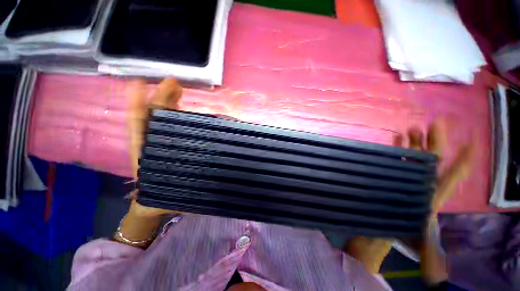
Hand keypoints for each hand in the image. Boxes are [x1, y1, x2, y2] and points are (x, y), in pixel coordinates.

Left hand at [127, 78, 182, 217]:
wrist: (156, 204)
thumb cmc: (156, 200)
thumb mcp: (155, 196)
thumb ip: (157, 192)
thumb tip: (165, 184)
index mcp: (143, 152)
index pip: (139, 124)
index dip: (138, 104)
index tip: (140, 84)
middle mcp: (153, 143)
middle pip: (155, 116)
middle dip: (161, 98)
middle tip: (173, 83)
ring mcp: (164, 143)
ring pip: (166, 120)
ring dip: (171, 104)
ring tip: (180, 90)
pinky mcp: (174, 145)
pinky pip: (177, 128)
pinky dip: (180, 116)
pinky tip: (187, 109)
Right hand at [344, 121, 473, 272]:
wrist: (378, 230)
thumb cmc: (396, 234)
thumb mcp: (416, 246)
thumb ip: (430, 256)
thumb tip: (437, 274)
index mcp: (430, 197)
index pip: (451, 177)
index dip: (463, 162)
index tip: (471, 145)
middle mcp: (420, 184)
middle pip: (431, 159)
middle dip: (435, 141)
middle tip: (434, 123)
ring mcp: (405, 178)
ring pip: (413, 157)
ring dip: (415, 142)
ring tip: (413, 128)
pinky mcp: (392, 176)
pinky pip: (397, 158)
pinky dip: (398, 148)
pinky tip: (397, 139)